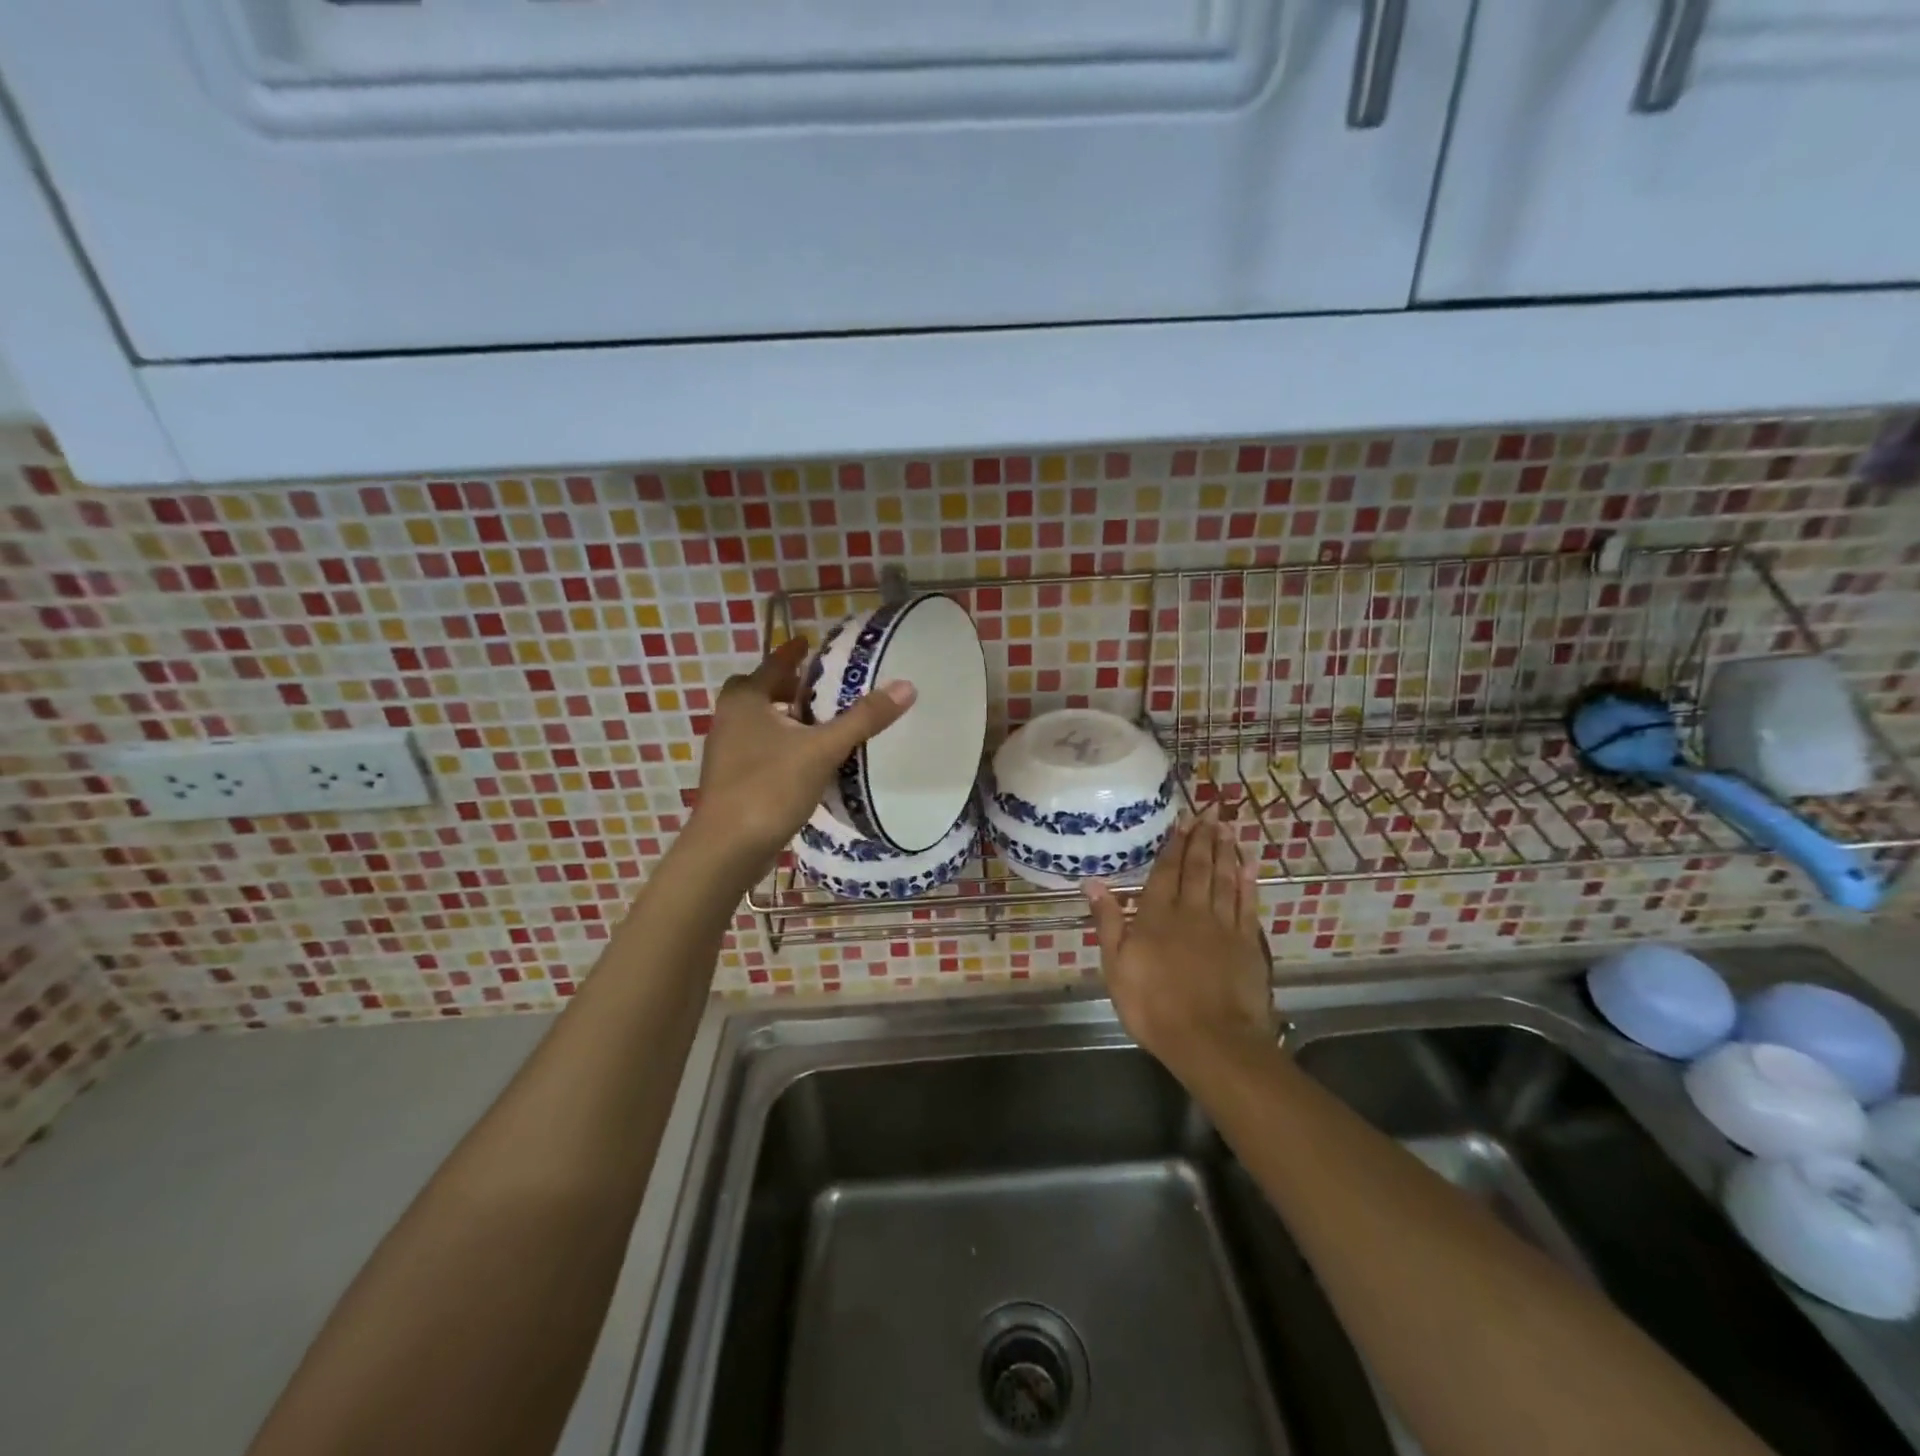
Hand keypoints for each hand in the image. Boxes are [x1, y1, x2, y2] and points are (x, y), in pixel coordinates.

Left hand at [688, 637, 915, 875]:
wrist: (727, 848)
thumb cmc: (770, 787)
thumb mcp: (822, 749)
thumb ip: (863, 718)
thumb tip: (906, 686)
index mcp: (746, 699)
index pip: (773, 663)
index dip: (793, 652)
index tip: (810, 643)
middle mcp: (730, 718)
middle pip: (763, 691)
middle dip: (790, 687)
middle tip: (822, 688)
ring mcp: (728, 751)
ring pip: (762, 722)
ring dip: (789, 718)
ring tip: (824, 722)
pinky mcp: (734, 779)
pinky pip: (763, 749)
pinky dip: (784, 745)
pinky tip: (810, 760)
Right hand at [1086, 817, 1273, 1074]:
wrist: (1210, 1040)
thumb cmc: (1153, 1006)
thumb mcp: (1116, 967)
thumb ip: (1108, 921)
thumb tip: (1092, 882)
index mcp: (1157, 915)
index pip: (1165, 871)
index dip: (1173, 845)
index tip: (1182, 821)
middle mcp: (1191, 911)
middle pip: (1197, 868)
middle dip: (1201, 839)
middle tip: (1209, 813)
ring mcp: (1223, 925)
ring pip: (1224, 879)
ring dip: (1224, 851)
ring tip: (1226, 827)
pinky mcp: (1247, 943)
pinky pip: (1248, 903)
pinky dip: (1248, 881)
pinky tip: (1249, 864)